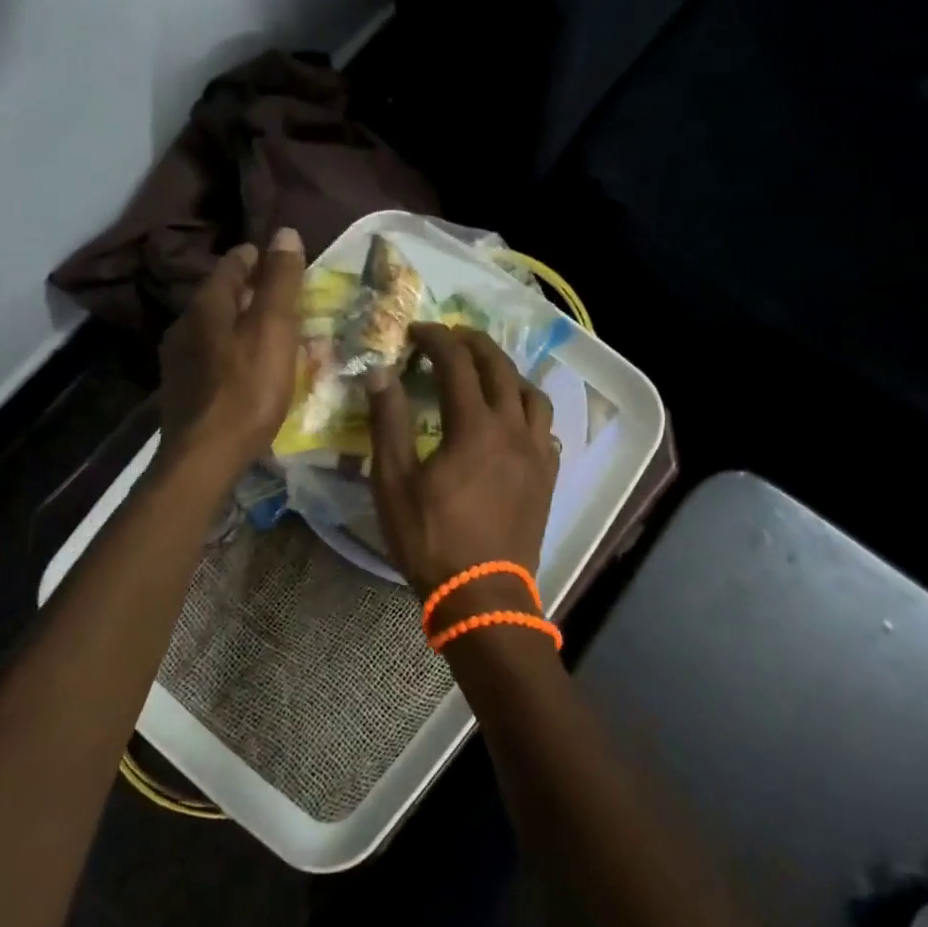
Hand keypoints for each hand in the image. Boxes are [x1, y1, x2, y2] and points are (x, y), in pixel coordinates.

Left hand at [157, 227, 304, 480]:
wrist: (204, 457)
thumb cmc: (247, 389)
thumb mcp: (273, 330)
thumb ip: (280, 282)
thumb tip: (284, 233)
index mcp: (206, 304)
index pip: (233, 264)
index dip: (258, 258)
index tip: (282, 260)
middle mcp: (185, 324)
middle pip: (221, 295)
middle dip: (251, 292)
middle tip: (285, 298)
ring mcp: (178, 359)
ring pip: (215, 327)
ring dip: (241, 323)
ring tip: (271, 333)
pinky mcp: (182, 389)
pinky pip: (212, 356)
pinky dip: (232, 351)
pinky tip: (248, 368)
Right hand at [368, 324, 558, 620]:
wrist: (481, 596)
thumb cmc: (430, 539)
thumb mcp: (393, 482)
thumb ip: (388, 422)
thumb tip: (380, 373)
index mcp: (474, 425)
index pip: (456, 362)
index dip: (435, 339)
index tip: (416, 330)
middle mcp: (513, 428)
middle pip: (500, 367)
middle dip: (473, 344)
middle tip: (450, 337)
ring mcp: (536, 453)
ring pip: (531, 394)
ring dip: (507, 373)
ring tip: (485, 373)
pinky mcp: (547, 477)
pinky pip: (544, 428)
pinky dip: (526, 410)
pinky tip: (512, 421)